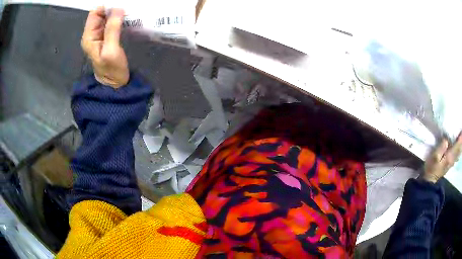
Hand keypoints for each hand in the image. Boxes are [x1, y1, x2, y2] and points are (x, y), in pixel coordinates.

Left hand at [81, 7, 128, 87]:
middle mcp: (92, 34)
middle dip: (113, 8)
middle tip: (127, 7)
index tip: (119, 5)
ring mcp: (100, 35)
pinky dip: (119, 19)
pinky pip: (112, 23)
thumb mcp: (111, 50)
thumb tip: (118, 8)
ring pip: (107, 17)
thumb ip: (112, 29)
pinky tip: (127, 18)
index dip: (106, 7)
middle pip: (101, 14)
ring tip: (128, 11)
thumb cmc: (111, 69)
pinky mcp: (108, 37)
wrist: (115, 84)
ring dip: (117, 13)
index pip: (94, 13)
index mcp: (89, 36)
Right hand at [423, 132, 461, 182]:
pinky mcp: (450, 164)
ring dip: (461, 146)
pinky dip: (459, 152)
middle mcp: (452, 159)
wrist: (429, 182)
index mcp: (450, 156)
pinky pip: (457, 156)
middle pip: (459, 149)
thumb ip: (441, 147)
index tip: (461, 130)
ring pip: (459, 153)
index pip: (457, 145)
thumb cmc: (431, 168)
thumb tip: (446, 139)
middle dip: (461, 141)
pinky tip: (460, 150)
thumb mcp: (434, 157)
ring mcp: (452, 162)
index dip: (460, 137)